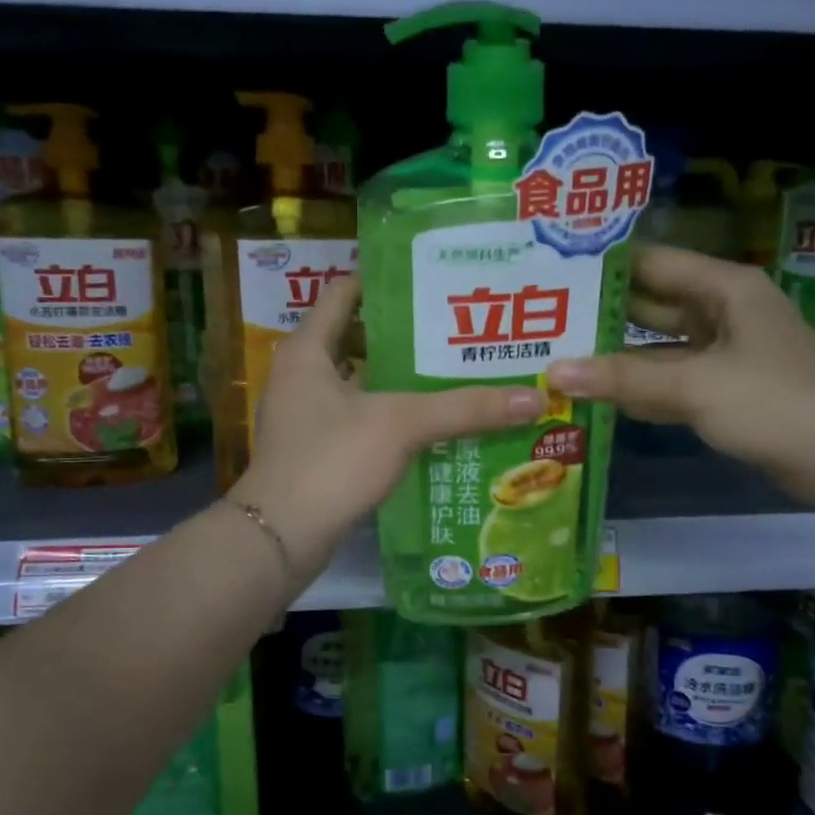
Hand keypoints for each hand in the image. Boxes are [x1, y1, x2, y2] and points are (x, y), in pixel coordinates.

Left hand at [231, 276, 544, 583]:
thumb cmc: (331, 460)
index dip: (383, 280)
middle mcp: (301, 375)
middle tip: (457, 329)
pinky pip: (360, 419)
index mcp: (307, 350)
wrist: (281, 537)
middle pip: (357, 339)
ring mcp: (306, 416)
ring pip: (361, 384)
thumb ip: (465, 408)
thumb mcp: (401, 424)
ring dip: (400, 380)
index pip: (344, 294)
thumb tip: (533, 398)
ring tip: (453, 372)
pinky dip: (391, 416)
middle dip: (405, 335)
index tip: (430, 277)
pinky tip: (430, 424)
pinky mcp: (317, 451)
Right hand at [545, 245, 814, 499]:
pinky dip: (639, 389)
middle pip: (652, 306)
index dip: (605, 266)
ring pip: (659, 348)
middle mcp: (722, 313)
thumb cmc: (773, 401)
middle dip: (603, 314)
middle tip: (545, 318)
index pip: (653, 263)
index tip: (554, 271)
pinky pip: (671, 382)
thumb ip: (623, 377)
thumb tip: (554, 372)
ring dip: (617, 356)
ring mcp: (724, 355)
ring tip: (558, 355)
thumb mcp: (694, 385)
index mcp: (724, 289)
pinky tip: (597, 395)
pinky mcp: (724, 392)